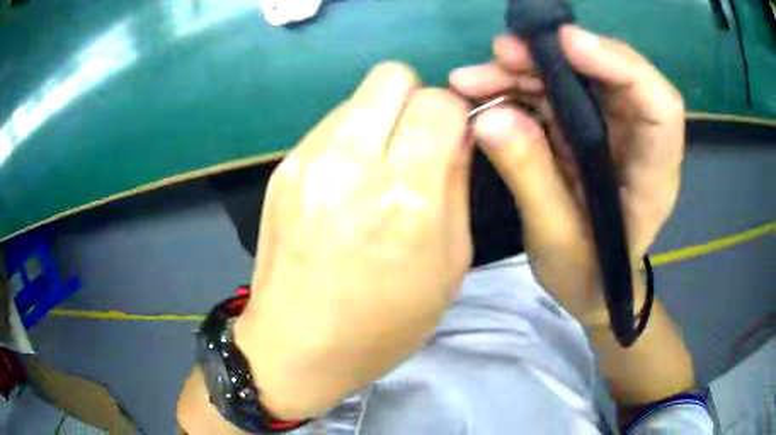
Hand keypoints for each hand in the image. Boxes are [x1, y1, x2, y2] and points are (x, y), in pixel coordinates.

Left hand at [234, 63, 472, 419]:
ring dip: (380, 119)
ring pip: (358, 97)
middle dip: (415, 99)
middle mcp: (352, 163)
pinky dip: (349, 139)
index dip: (452, 113)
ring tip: (378, 168)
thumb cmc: (383, 323)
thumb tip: (456, 134)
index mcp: (406, 195)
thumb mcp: (449, 264)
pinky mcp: (282, 169)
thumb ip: (456, 185)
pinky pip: (330, 126)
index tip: (450, 138)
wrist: (296, 347)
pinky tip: (345, 183)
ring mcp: (307, 161)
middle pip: (391, 76)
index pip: (438, 102)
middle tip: (416, 142)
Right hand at [450, 26, 684, 325]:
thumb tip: (489, 116)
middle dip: (557, 57)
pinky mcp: (583, 130)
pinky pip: (552, 94)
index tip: (566, 44)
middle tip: (503, 53)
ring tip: (475, 77)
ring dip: (527, 68)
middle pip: (611, 76)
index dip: (621, 64)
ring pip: (575, 78)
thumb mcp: (557, 239)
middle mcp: (637, 141)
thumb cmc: (585, 275)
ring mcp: (609, 131)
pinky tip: (482, 90)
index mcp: (652, 174)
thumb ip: (531, 178)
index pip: (659, 106)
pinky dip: (517, 86)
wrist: (588, 286)